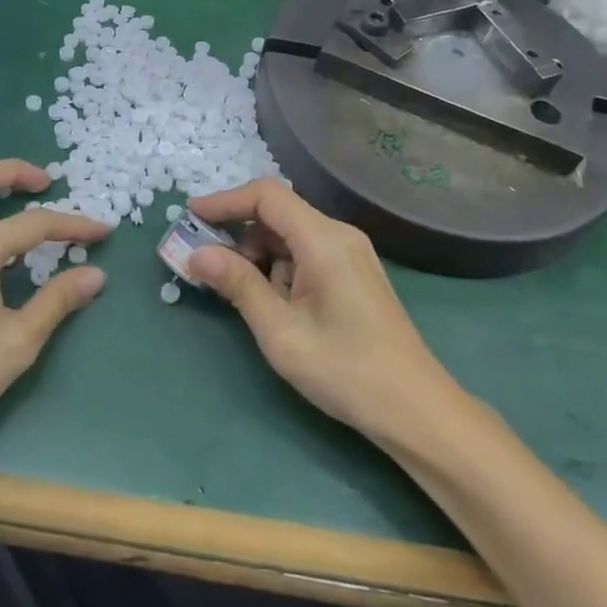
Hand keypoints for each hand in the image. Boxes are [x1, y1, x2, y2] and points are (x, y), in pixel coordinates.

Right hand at [186, 180, 456, 447]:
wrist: (416, 411)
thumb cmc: (346, 371)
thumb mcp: (281, 332)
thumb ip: (238, 285)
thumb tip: (196, 254)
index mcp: (324, 240)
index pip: (266, 196)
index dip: (225, 201)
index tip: (190, 217)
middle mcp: (339, 235)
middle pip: (277, 213)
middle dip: (237, 233)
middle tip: (205, 264)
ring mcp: (350, 254)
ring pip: (289, 235)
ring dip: (258, 255)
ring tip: (239, 294)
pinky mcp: (353, 274)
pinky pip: (305, 253)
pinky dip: (279, 268)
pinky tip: (272, 303)